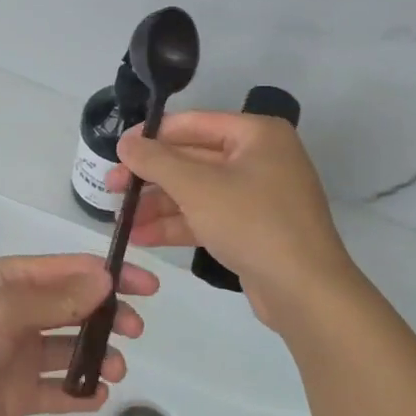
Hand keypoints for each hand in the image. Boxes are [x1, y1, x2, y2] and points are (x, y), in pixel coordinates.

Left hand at [0, 254, 156, 415]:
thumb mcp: (2, 310)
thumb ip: (56, 300)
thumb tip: (106, 281)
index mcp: (12, 281)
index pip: (71, 271)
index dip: (110, 275)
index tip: (147, 287)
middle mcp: (20, 314)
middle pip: (76, 308)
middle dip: (109, 315)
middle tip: (135, 330)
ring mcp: (19, 355)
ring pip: (71, 349)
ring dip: (98, 354)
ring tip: (116, 369)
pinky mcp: (16, 394)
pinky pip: (57, 390)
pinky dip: (79, 392)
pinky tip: (97, 395)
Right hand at [110, 110, 365, 336]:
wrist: (305, 291)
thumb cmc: (252, 223)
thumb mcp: (197, 186)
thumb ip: (155, 160)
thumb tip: (125, 141)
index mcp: (257, 134)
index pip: (193, 124)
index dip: (151, 136)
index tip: (116, 150)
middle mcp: (260, 158)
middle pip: (193, 159)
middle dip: (151, 177)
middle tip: (110, 188)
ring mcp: (258, 196)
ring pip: (198, 192)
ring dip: (158, 205)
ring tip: (119, 219)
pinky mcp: (254, 229)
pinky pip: (208, 217)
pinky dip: (177, 225)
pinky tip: (141, 237)